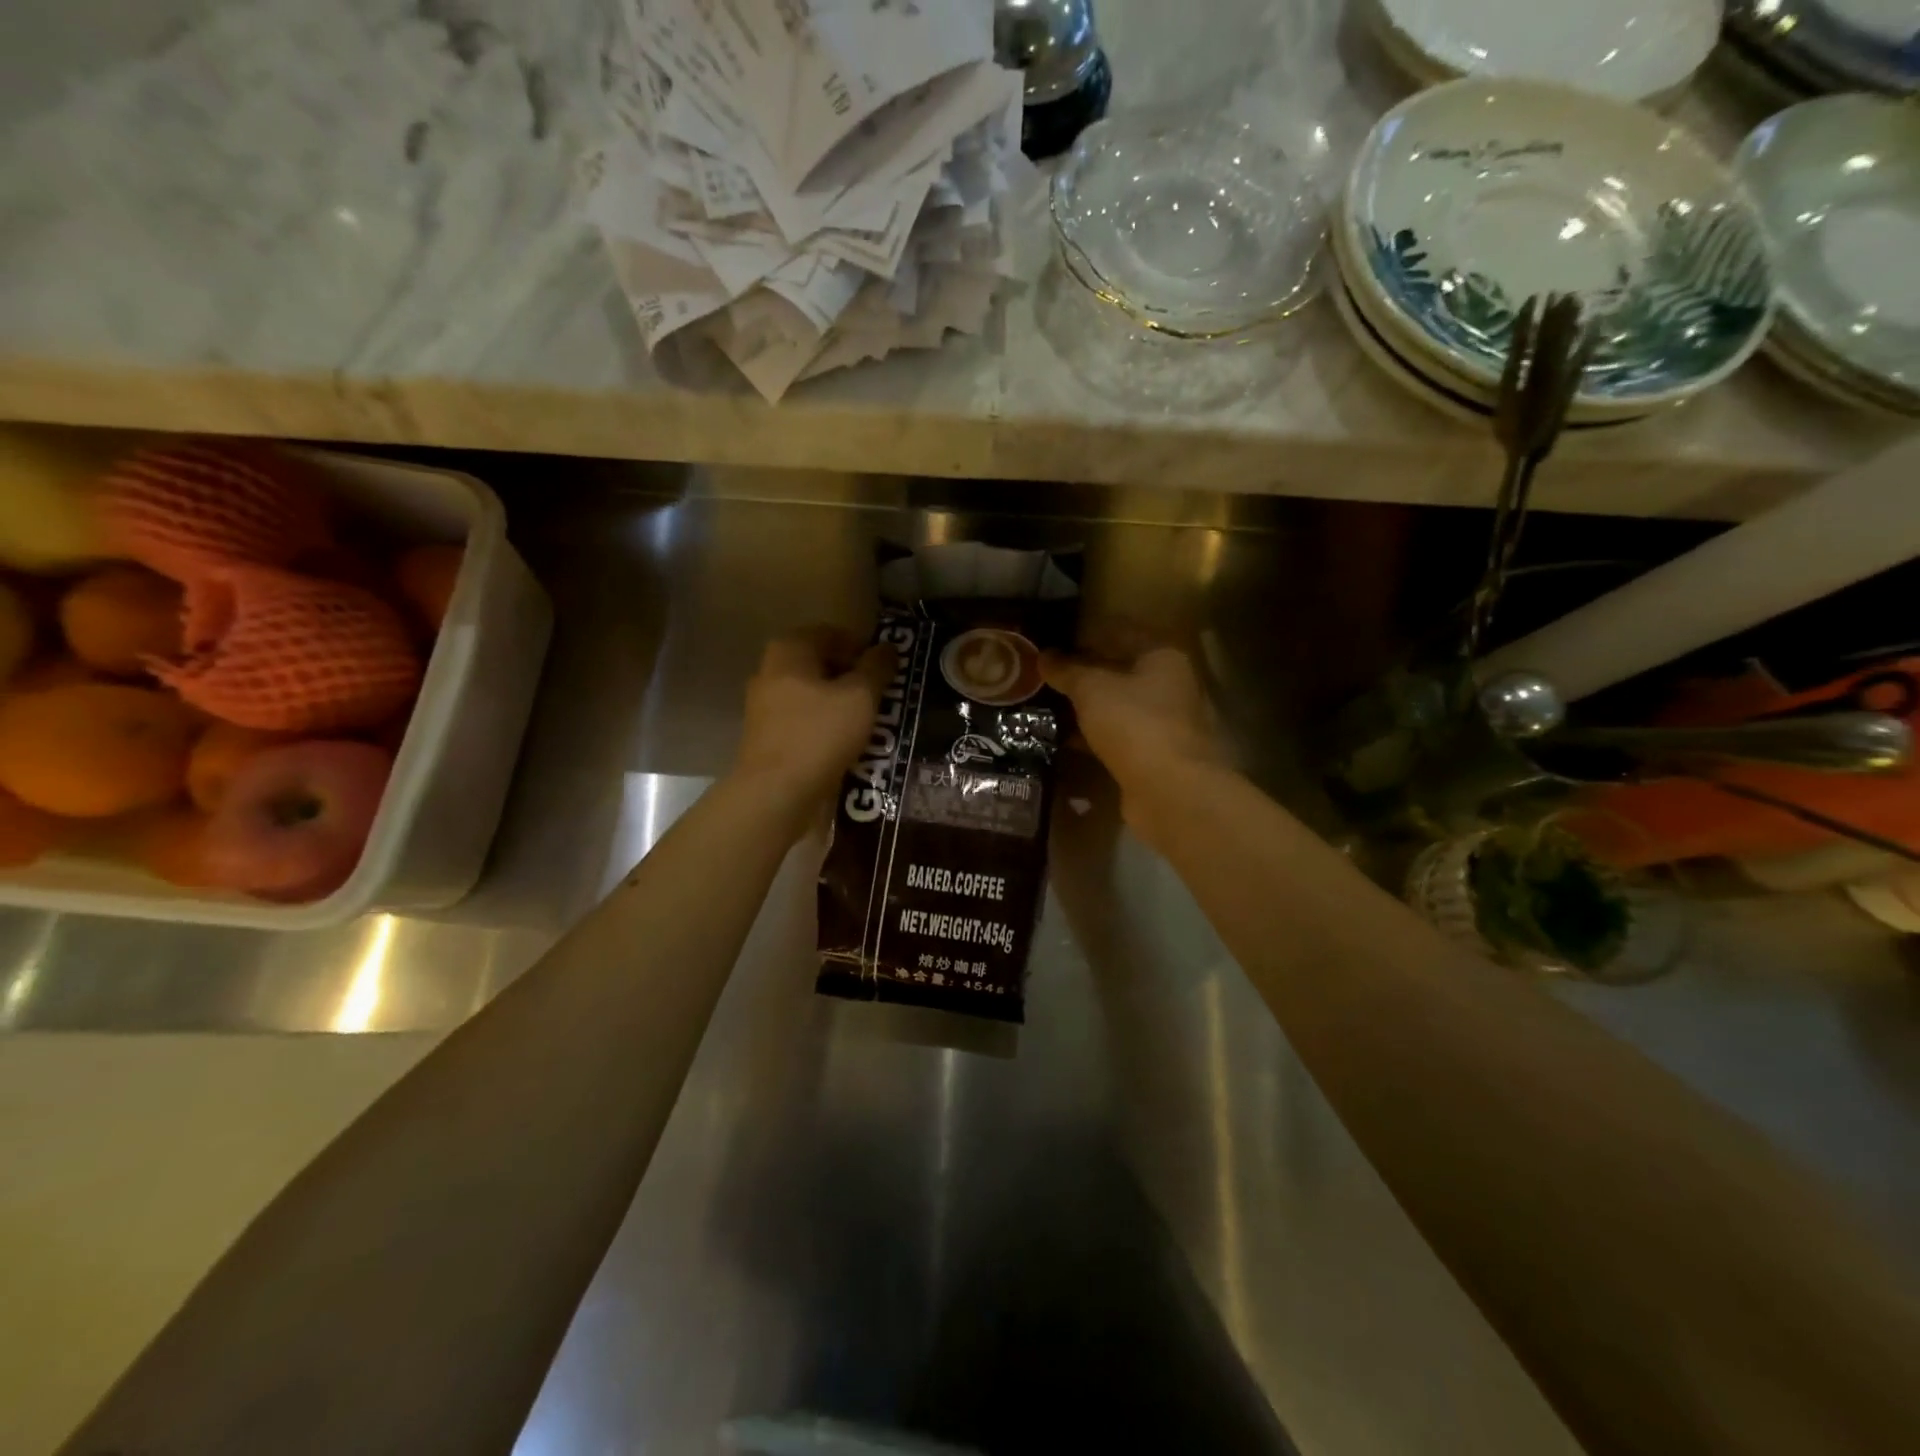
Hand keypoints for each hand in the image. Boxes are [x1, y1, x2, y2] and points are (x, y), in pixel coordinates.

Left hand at [734, 626, 895, 829]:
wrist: (776, 793)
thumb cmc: (820, 734)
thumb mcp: (860, 697)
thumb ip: (877, 668)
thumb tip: (887, 648)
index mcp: (789, 650)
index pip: (831, 634)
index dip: (862, 647)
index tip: (886, 668)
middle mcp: (770, 671)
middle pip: (820, 664)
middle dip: (852, 676)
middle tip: (882, 694)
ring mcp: (764, 706)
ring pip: (812, 694)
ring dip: (841, 703)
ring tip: (870, 720)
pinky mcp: (767, 736)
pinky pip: (803, 720)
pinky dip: (826, 725)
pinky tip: (847, 742)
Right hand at [1042, 646, 1224, 838]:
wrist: (1169, 791)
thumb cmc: (1135, 724)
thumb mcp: (1092, 689)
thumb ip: (1067, 670)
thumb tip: (1044, 656)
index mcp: (1163, 657)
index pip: (1120, 634)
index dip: (1084, 637)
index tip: (1052, 643)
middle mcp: (1171, 686)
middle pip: (1119, 672)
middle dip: (1083, 675)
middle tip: (1043, 676)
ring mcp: (1165, 724)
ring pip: (1117, 707)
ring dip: (1086, 708)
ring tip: (1046, 706)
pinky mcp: (1154, 756)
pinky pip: (1117, 737)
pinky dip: (1093, 737)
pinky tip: (1062, 738)